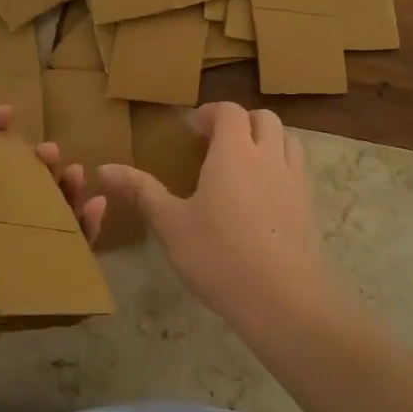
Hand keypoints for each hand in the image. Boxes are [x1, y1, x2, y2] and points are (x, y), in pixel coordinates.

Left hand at [0, 102, 103, 384]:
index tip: (12, 113)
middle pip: (19, 182)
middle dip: (39, 163)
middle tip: (53, 154)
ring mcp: (7, 250)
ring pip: (45, 212)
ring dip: (65, 190)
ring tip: (79, 176)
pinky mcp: (27, 278)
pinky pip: (61, 250)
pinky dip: (83, 230)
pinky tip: (95, 211)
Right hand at [102, 103, 336, 334]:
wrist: (283, 299)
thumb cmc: (219, 256)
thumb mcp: (171, 224)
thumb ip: (141, 191)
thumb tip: (103, 168)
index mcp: (234, 153)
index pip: (229, 112)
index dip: (211, 113)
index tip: (193, 130)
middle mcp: (268, 156)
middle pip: (263, 119)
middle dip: (240, 122)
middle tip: (216, 143)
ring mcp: (295, 181)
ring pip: (288, 140)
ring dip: (266, 139)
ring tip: (243, 163)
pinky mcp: (309, 206)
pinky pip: (298, 169)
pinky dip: (281, 166)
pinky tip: (263, 196)